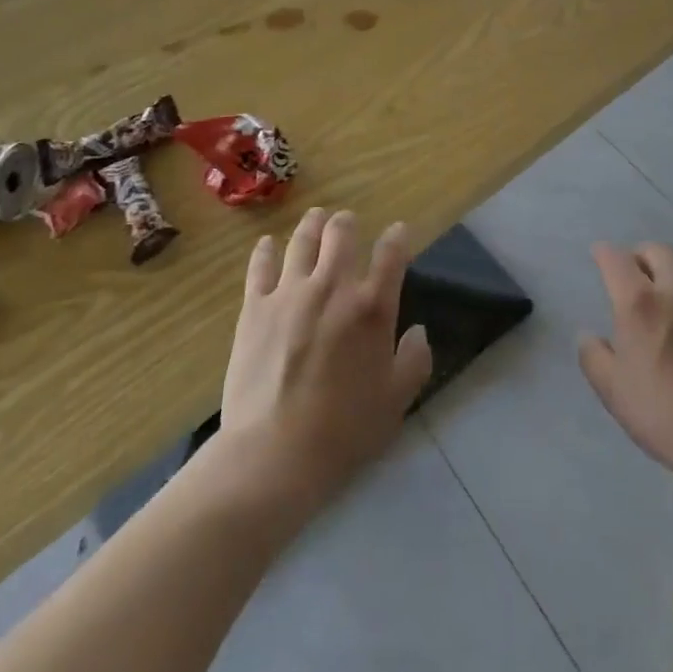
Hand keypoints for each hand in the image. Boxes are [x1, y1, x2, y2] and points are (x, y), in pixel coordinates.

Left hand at [221, 208, 431, 509]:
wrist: (275, 454)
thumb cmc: (344, 431)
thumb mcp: (396, 401)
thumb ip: (414, 360)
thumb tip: (417, 332)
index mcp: (372, 307)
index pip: (391, 254)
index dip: (397, 237)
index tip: (398, 232)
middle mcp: (333, 287)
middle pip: (341, 233)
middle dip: (348, 223)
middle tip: (347, 223)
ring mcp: (290, 292)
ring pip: (302, 240)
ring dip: (312, 225)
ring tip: (315, 218)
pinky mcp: (255, 307)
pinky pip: (261, 266)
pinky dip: (266, 250)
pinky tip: (269, 244)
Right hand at [578, 243, 672, 482]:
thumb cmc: (666, 416)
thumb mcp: (613, 392)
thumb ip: (593, 356)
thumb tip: (588, 334)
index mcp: (639, 303)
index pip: (616, 258)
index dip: (604, 253)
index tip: (600, 256)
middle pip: (656, 250)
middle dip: (640, 256)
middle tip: (637, 275)